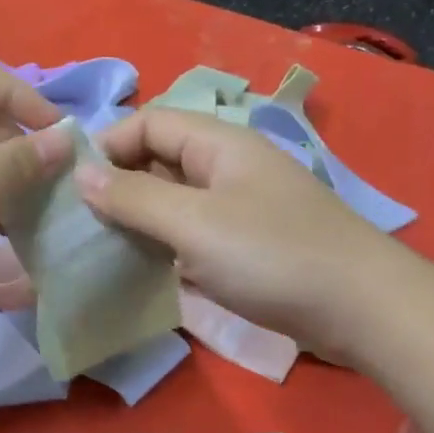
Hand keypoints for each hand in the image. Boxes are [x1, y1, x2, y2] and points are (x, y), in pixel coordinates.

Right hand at [77, 109, 387, 358]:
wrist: (360, 309)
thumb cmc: (274, 256)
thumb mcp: (195, 224)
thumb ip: (135, 197)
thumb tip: (81, 174)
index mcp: (218, 143)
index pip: (148, 122)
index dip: (108, 146)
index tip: (72, 187)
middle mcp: (227, 166)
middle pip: (159, 160)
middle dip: (118, 185)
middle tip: (79, 223)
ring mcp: (238, 207)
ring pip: (173, 200)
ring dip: (138, 219)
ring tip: (100, 248)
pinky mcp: (245, 245)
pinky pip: (192, 233)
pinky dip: (164, 245)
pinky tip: (140, 269)